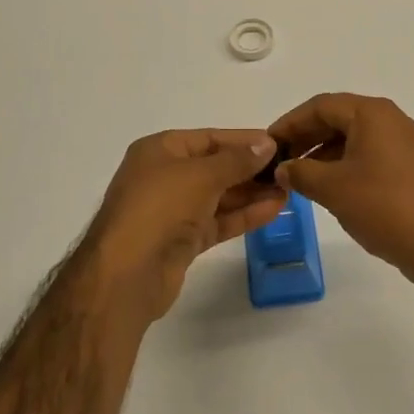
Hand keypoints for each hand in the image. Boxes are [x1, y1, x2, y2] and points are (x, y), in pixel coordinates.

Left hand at [84, 129, 285, 320]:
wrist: (125, 275)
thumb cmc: (159, 208)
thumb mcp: (201, 175)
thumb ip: (237, 160)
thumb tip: (267, 143)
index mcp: (160, 151)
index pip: (209, 138)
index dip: (243, 141)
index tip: (278, 144)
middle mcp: (164, 176)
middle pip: (215, 167)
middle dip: (251, 169)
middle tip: (289, 170)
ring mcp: (172, 210)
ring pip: (219, 196)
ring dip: (252, 193)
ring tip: (288, 190)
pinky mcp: (181, 240)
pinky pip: (218, 221)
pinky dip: (243, 215)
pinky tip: (274, 210)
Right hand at [268, 94, 413, 289]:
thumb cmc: (384, 207)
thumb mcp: (333, 189)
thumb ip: (301, 172)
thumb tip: (282, 168)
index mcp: (371, 113)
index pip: (320, 106)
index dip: (289, 123)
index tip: (267, 144)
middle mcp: (389, 119)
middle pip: (337, 118)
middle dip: (305, 137)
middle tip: (279, 160)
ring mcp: (402, 142)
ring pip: (352, 137)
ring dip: (322, 152)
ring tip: (297, 177)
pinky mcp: (408, 165)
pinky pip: (367, 153)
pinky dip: (342, 164)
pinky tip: (327, 187)